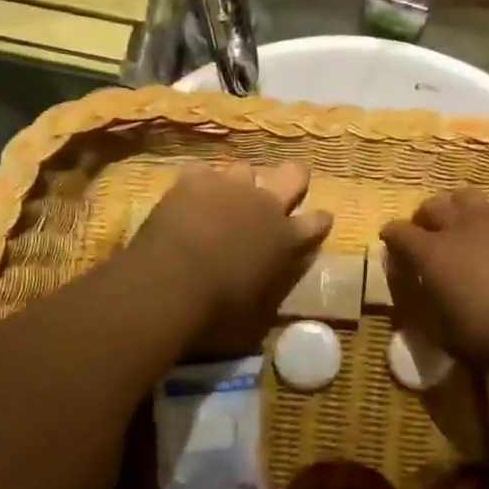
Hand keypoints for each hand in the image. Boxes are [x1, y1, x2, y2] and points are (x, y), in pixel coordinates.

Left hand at [131, 161, 332, 355]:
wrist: (169, 285)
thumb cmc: (217, 314)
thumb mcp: (257, 319)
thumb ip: (273, 292)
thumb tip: (274, 288)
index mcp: (288, 239)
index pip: (318, 221)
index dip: (319, 222)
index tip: (318, 223)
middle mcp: (266, 205)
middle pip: (294, 174)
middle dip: (293, 180)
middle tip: (282, 191)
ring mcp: (230, 187)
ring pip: (245, 170)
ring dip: (240, 185)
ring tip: (225, 200)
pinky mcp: (194, 181)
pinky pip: (202, 174)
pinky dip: (198, 186)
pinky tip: (188, 200)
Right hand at [380, 191, 488, 374]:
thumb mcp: (442, 333)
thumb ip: (420, 307)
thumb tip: (411, 293)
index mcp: (431, 253)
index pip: (399, 232)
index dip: (391, 236)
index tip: (390, 242)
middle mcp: (458, 226)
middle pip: (432, 206)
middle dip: (423, 218)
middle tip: (425, 233)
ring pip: (464, 196)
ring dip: (454, 207)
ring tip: (458, 223)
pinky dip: (487, 213)